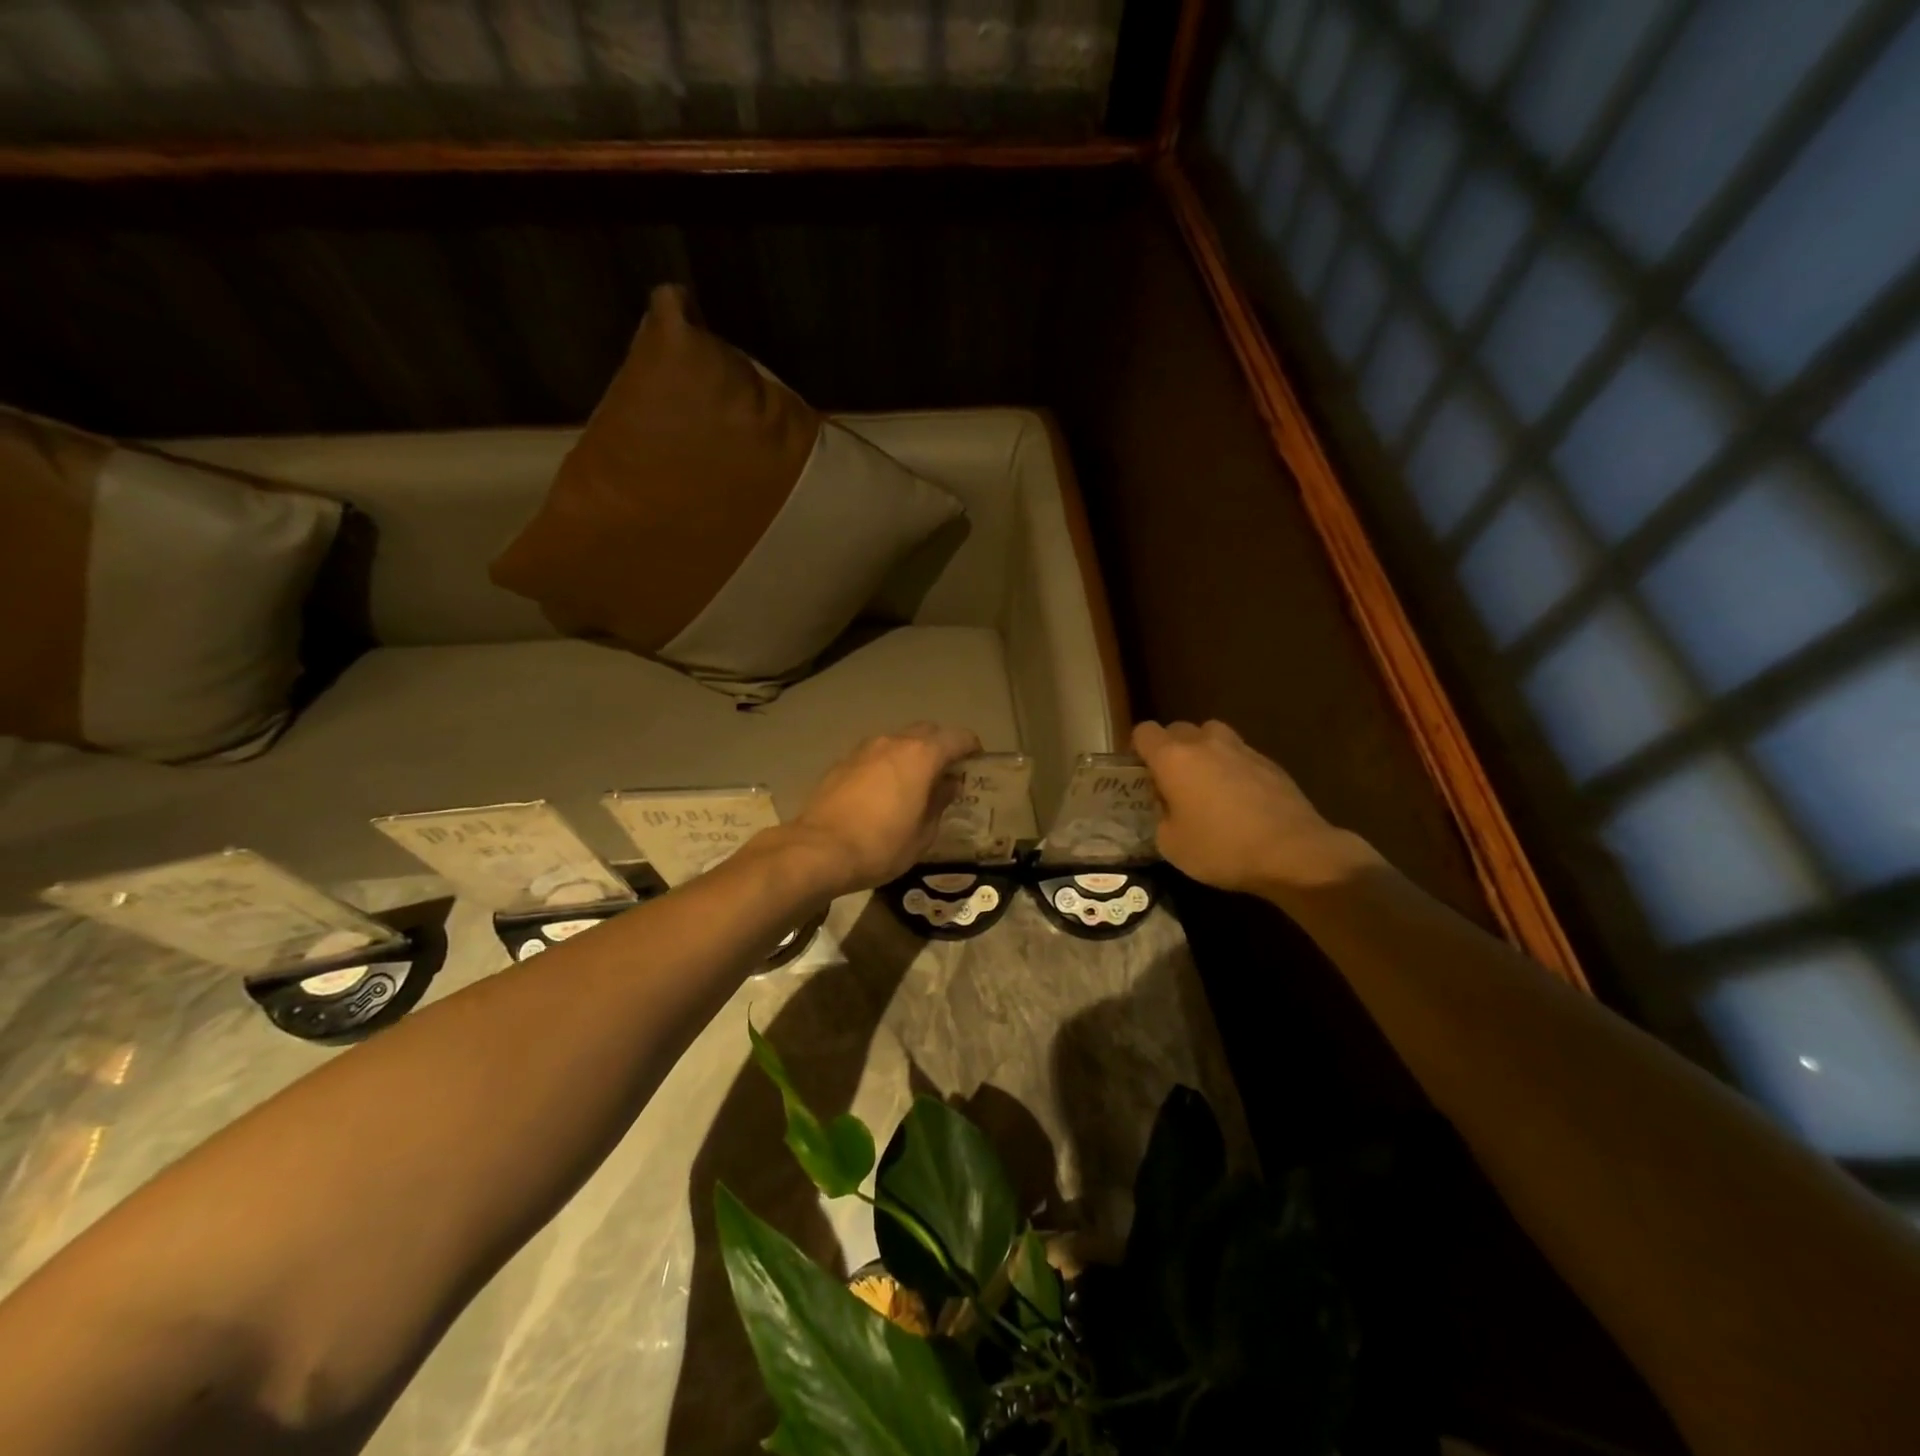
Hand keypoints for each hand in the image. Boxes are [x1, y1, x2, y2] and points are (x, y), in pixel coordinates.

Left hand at [782, 722, 982, 898]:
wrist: (819, 850)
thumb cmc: (881, 846)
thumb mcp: (923, 834)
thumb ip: (940, 803)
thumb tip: (947, 785)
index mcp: (921, 755)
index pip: (957, 737)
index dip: (971, 748)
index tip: (976, 764)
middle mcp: (893, 742)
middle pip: (927, 731)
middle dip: (941, 746)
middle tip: (947, 773)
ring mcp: (864, 749)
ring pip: (898, 741)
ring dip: (911, 754)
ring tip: (914, 783)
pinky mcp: (842, 762)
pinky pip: (875, 755)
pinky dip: (886, 764)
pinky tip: (883, 791)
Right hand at [1133, 720, 1378, 896]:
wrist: (1294, 853)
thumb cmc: (1222, 849)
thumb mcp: (1171, 844)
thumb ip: (1161, 816)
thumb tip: (1168, 807)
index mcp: (1173, 758)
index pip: (1143, 732)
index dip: (1138, 750)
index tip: (1141, 774)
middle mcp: (1205, 743)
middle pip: (1178, 729)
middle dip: (1171, 749)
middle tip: (1173, 782)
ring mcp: (1241, 749)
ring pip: (1212, 735)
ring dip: (1204, 752)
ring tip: (1208, 784)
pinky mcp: (1270, 762)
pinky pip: (1240, 755)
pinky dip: (1233, 768)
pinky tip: (1240, 799)